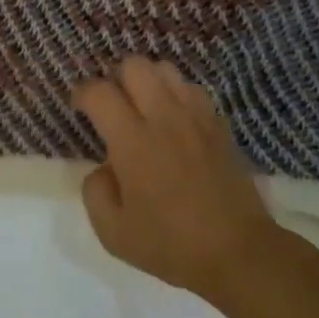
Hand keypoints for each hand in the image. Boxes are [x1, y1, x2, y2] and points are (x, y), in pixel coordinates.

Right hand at [71, 58, 275, 301]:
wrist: (238, 252)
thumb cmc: (171, 244)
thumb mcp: (113, 232)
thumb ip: (95, 191)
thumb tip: (103, 167)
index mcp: (133, 141)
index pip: (99, 91)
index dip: (82, 93)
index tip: (80, 108)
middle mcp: (164, 117)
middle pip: (135, 65)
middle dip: (116, 77)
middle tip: (113, 105)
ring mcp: (196, 117)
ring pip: (166, 69)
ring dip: (148, 81)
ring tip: (143, 107)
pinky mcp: (219, 125)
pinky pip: (192, 90)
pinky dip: (176, 95)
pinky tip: (174, 120)